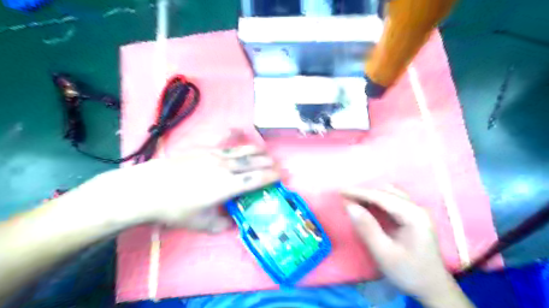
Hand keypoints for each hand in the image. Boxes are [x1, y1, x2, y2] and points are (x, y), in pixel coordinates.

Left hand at [82, 146, 279, 231]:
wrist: (148, 188)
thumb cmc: (176, 209)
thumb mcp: (201, 223)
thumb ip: (223, 224)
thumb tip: (234, 224)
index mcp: (229, 186)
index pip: (257, 179)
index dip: (272, 176)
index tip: (282, 175)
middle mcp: (226, 167)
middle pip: (254, 162)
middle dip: (268, 163)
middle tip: (277, 165)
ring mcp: (214, 154)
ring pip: (242, 150)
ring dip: (256, 151)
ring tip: (265, 152)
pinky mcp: (203, 148)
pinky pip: (223, 139)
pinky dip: (233, 134)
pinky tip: (238, 128)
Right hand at [342, 187, 471, 305]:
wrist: (433, 289)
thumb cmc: (408, 272)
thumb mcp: (384, 253)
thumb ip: (367, 228)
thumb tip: (349, 206)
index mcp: (413, 216)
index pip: (381, 197)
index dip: (359, 192)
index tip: (340, 191)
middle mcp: (417, 208)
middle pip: (386, 193)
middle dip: (363, 193)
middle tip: (344, 197)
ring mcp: (416, 211)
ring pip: (389, 195)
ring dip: (370, 196)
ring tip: (353, 201)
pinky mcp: (413, 216)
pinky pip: (392, 201)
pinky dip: (377, 201)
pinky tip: (367, 206)